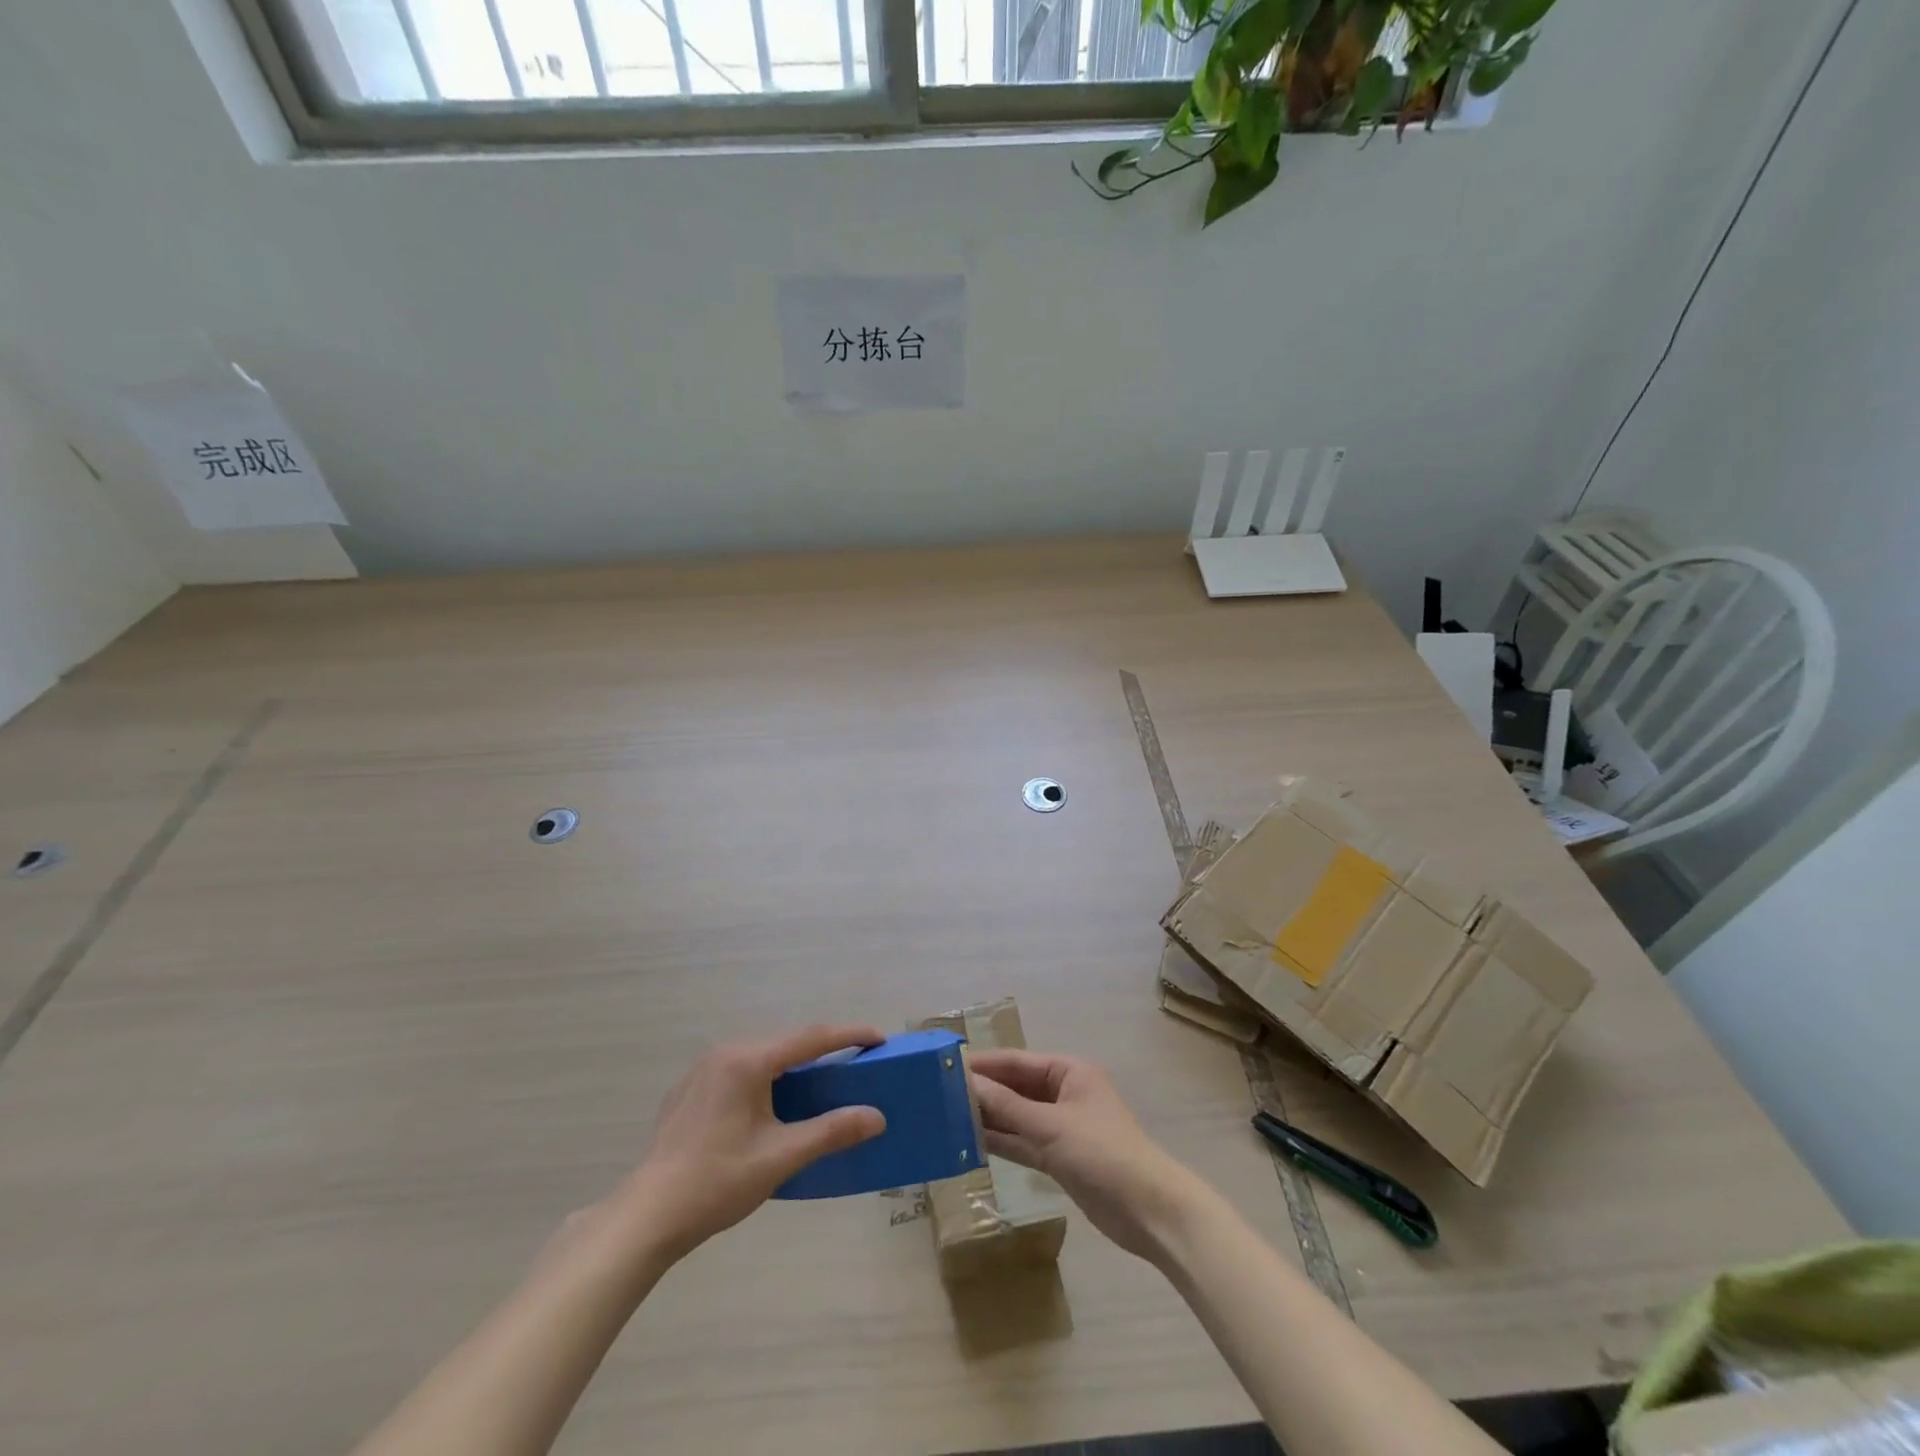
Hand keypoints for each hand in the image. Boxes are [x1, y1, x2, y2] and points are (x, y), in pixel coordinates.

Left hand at [617, 1024, 886, 1259]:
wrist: (646, 1217)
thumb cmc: (718, 1182)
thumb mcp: (781, 1157)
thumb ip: (831, 1132)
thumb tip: (876, 1116)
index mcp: (749, 1061)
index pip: (811, 1037)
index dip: (849, 1035)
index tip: (879, 1038)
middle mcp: (725, 1052)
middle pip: (785, 1043)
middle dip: (822, 1049)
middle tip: (853, 1063)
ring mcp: (702, 1070)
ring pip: (760, 1056)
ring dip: (791, 1065)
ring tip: (817, 1083)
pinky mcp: (688, 1091)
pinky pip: (738, 1071)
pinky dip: (764, 1078)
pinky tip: (769, 1105)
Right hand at [968, 1049, 1208, 1263]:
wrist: (1148, 1210)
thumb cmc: (1102, 1153)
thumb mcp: (1050, 1126)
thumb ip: (1007, 1107)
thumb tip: (967, 1083)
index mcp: (1069, 1071)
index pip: (1016, 1061)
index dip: (983, 1064)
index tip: (946, 1066)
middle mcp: (1064, 1093)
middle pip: (1016, 1087)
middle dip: (983, 1091)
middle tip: (939, 1093)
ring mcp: (1062, 1126)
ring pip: (1017, 1116)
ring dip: (989, 1118)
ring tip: (947, 1117)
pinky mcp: (1060, 1157)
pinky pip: (1023, 1142)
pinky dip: (1001, 1142)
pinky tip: (971, 1142)